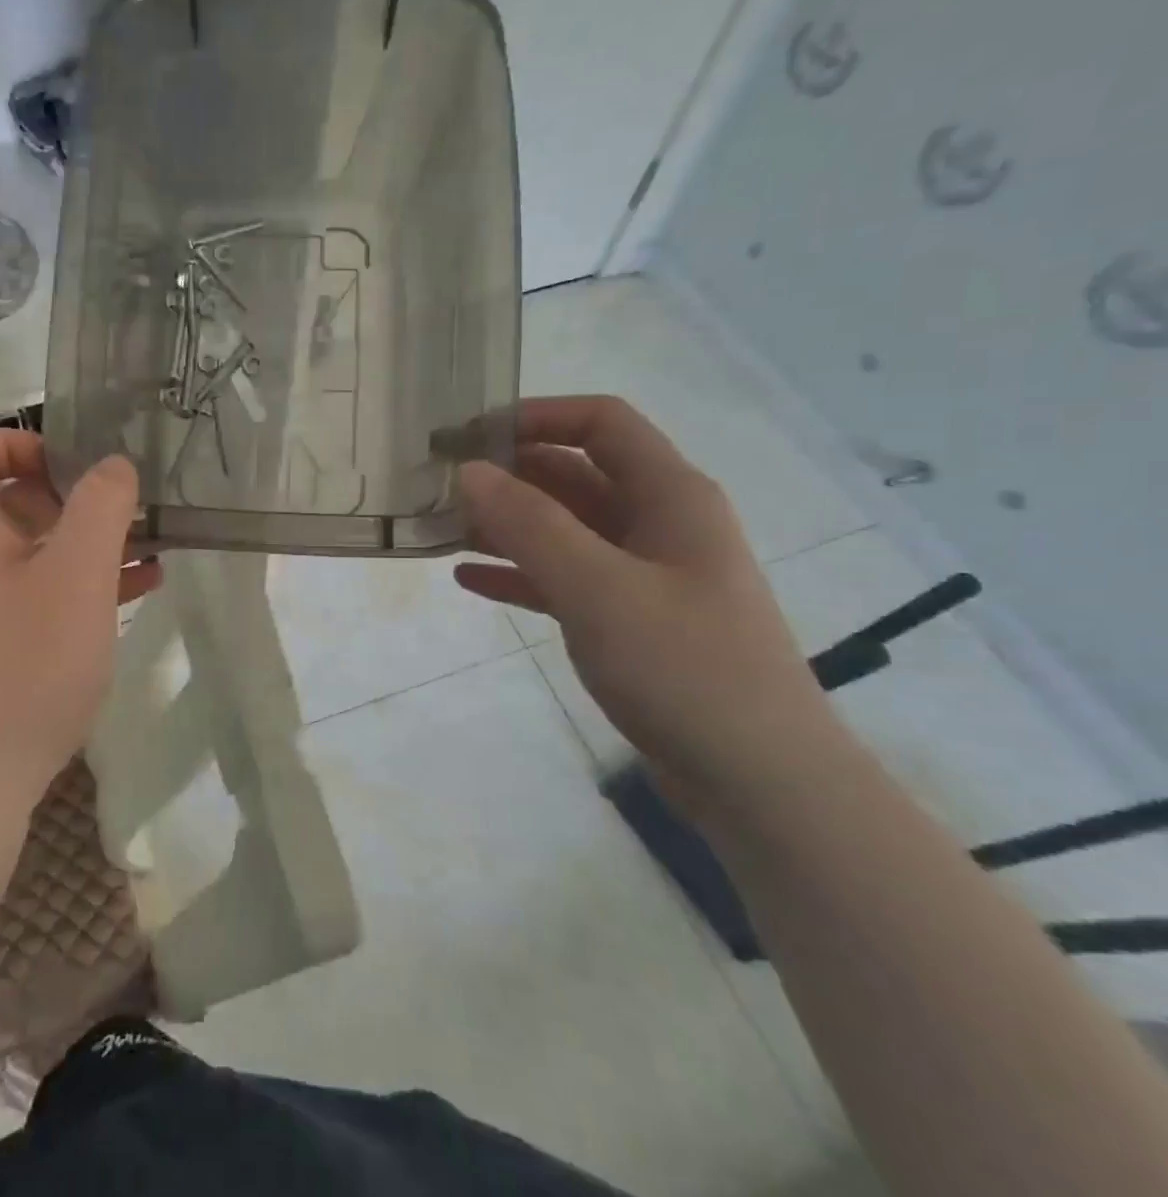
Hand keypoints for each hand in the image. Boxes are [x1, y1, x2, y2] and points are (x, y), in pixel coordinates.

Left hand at [0, 428, 158, 809]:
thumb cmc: (22, 667)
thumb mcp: (76, 576)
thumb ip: (101, 507)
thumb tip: (113, 466)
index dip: (20, 440)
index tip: (78, 469)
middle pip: (4, 494)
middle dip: (71, 494)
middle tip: (125, 511)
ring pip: (29, 546)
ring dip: (87, 540)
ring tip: (150, 547)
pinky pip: (34, 590)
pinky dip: (80, 582)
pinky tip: (137, 591)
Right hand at [454, 396, 838, 808]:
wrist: (758, 780)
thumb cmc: (684, 667)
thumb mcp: (598, 588)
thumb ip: (530, 525)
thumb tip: (470, 471)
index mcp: (669, 495)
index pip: (600, 424)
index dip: (536, 416)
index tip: (469, 434)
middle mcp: (658, 523)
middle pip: (575, 475)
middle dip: (509, 476)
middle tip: (439, 487)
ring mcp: (644, 574)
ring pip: (564, 529)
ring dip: (506, 526)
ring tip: (441, 531)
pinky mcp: (629, 620)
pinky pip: (563, 579)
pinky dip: (519, 574)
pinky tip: (469, 581)